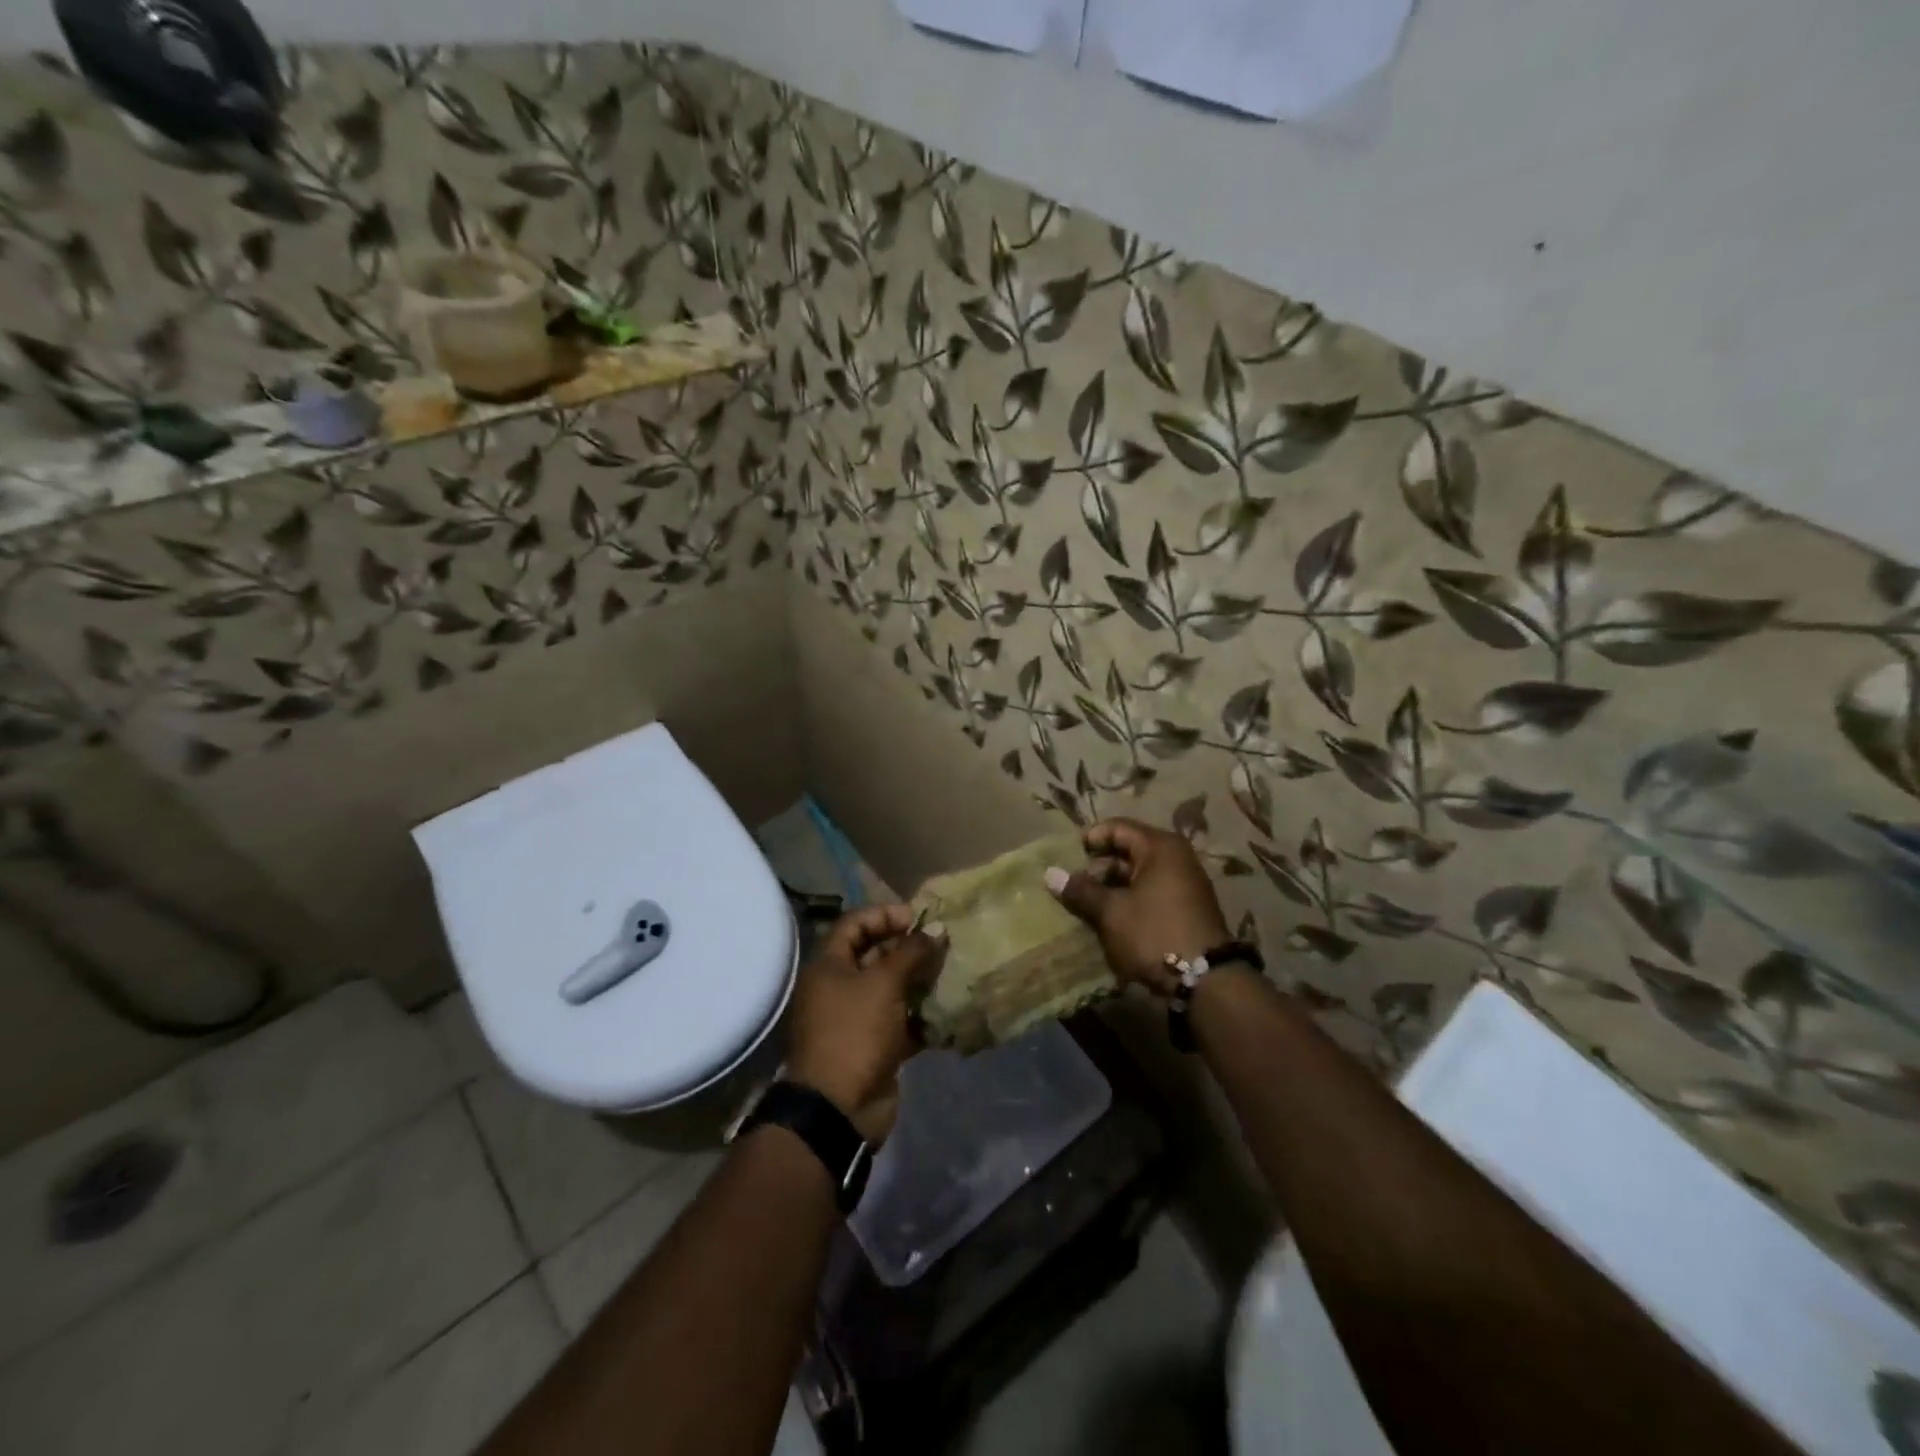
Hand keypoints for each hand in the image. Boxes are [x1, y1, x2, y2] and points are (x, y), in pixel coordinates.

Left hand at [786, 904, 946, 1143]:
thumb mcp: (884, 984)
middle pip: (874, 955)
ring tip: (949, 972)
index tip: (918, 919)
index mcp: (829, 966)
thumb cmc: (855, 1032)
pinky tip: (947, 1009)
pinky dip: (921, 1015)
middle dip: (908, 948)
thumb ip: (911, 952)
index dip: (885, 915)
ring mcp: (856, 1019)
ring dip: (918, 981)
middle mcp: (838, 987)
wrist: (839, 1108)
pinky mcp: (874, 1046)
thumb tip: (937, 928)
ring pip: (890, 989)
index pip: (855, 923)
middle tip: (941, 945)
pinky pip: (900, 1021)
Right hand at [1045, 818, 1228, 996]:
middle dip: (1100, 868)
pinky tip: (1112, 920)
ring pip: (1139, 875)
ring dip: (1113, 888)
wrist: (1206, 981)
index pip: (1118, 828)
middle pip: (1129, 850)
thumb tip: (1050, 873)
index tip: (1069, 858)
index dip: (1091, 839)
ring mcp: (1185, 883)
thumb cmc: (1154, 933)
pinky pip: (1152, 893)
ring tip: (1089, 907)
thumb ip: (1081, 890)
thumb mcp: (1111, 912)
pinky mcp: (1187, 908)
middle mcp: (1176, 858)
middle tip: (1076, 888)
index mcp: (1160, 847)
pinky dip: (1131, 901)